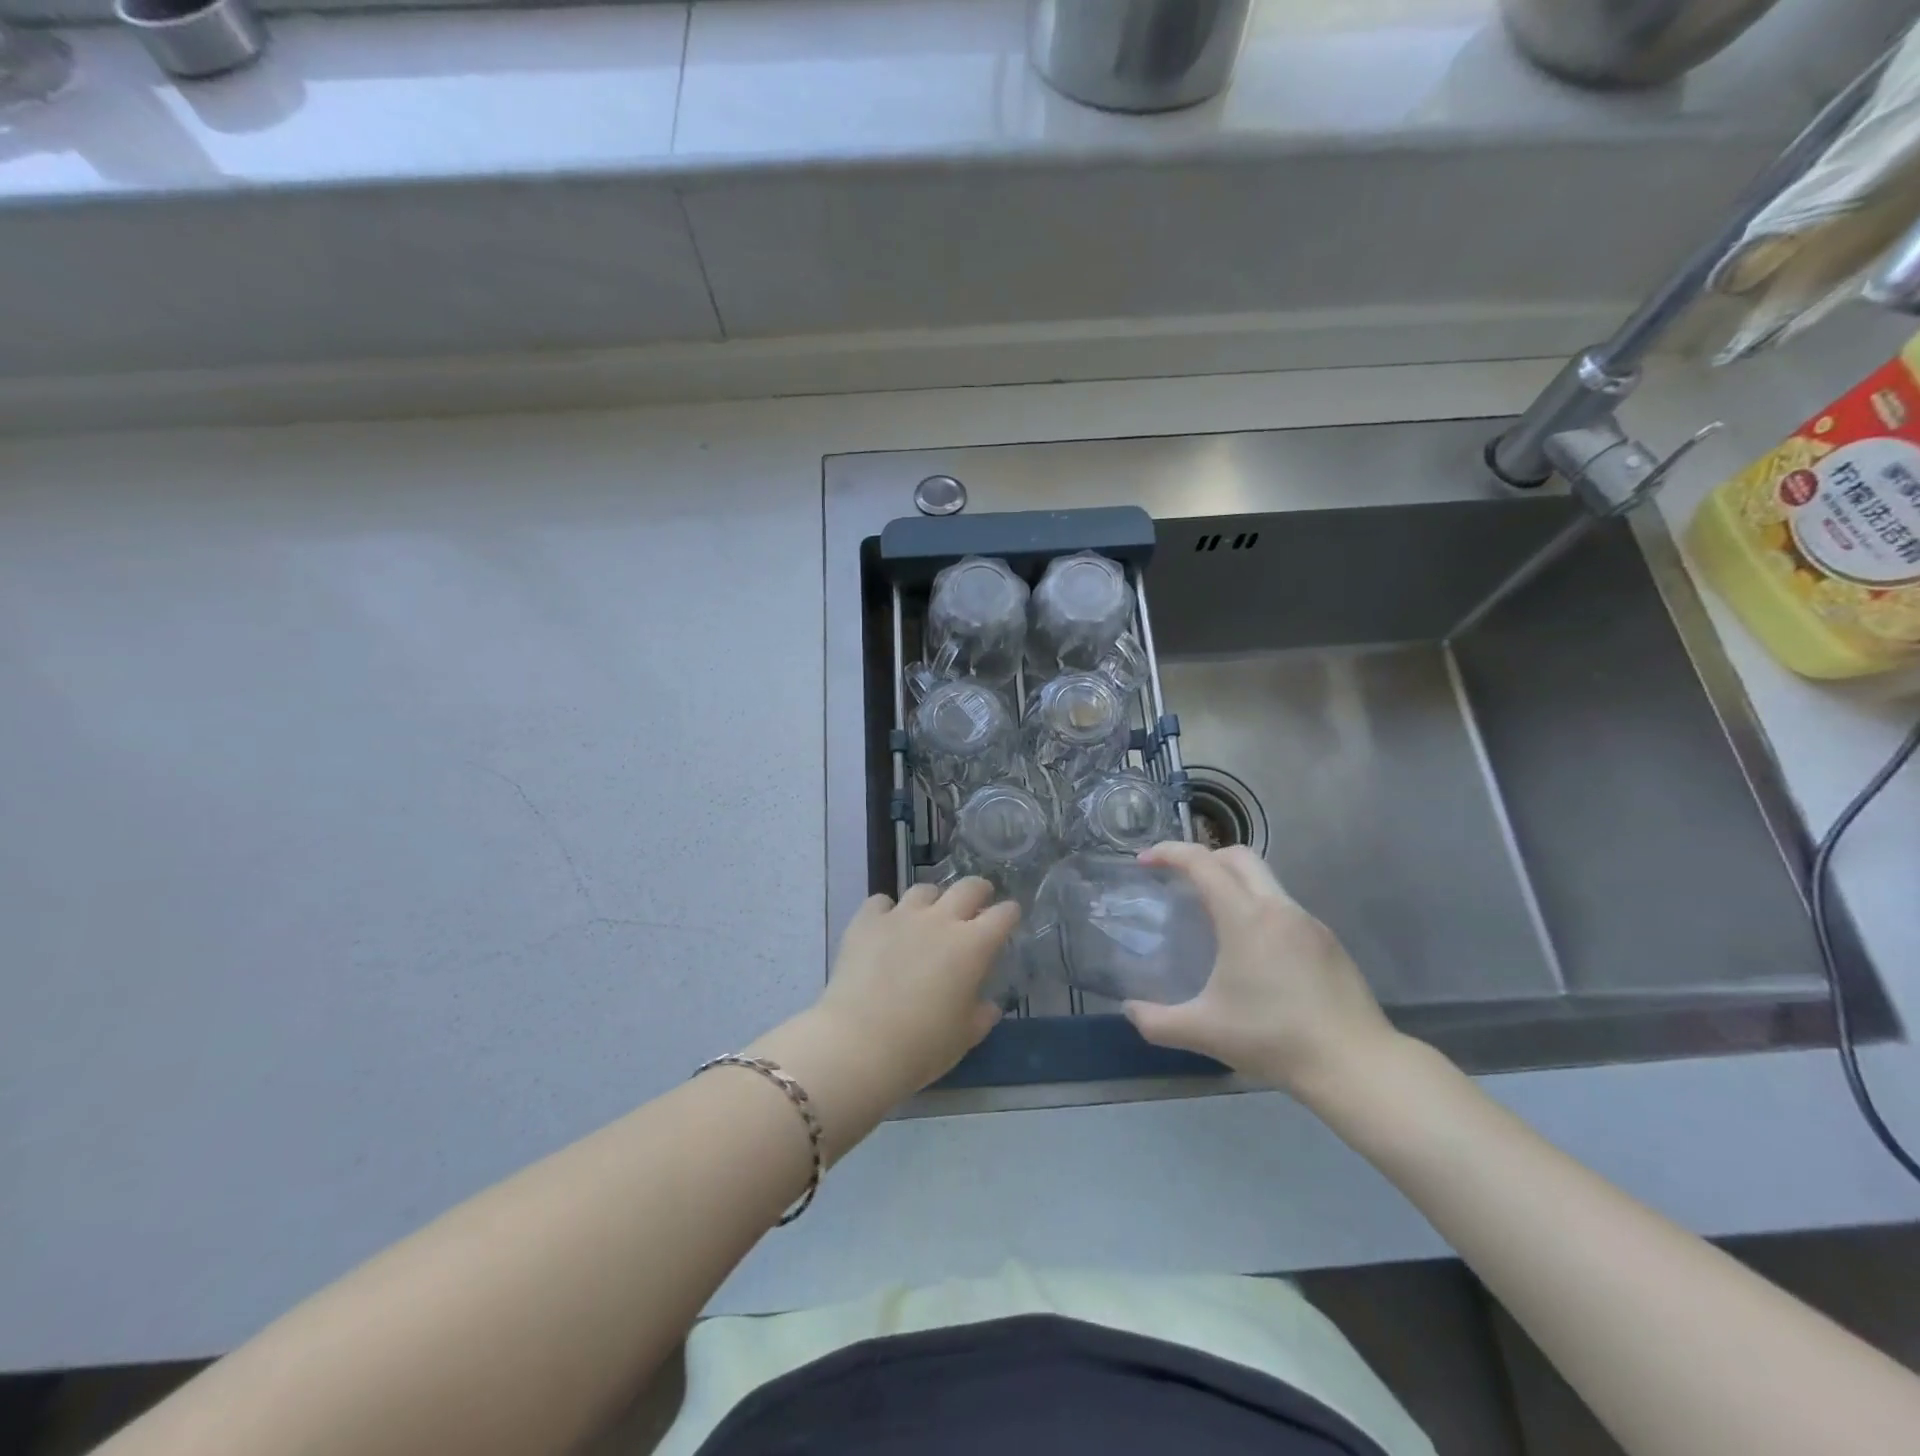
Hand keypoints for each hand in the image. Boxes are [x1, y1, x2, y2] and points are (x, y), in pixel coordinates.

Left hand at [814, 879, 1019, 1102]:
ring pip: (924, 890)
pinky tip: (884, 926)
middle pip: (968, 887)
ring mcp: (901, 916)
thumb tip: (988, 1005)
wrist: (859, 1044)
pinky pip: (881, 902)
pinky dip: (887, 911)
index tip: (1009, 916)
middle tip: (978, 900)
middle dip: (979, 890)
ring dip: (933, 900)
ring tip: (928, 915)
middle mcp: (940, 920)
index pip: (1003, 915)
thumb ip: (981, 1015)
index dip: (1009, 913)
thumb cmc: (922, 1046)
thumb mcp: (965, 1036)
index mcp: (973, 946)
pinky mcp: (866, 922)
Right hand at [1122, 842, 1399, 1098]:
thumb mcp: (1204, 1032)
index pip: (1202, 863)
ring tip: (1214, 919)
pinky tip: (1254, 952)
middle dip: (1205, 857)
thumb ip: (1157, 1022)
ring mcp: (1309, 923)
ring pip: (1266, 881)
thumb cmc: (1274, 1039)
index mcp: (1246, 917)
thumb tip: (1129, 1010)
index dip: (1170, 852)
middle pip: (1239, 857)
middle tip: (1180, 879)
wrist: (1356, 1064)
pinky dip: (1259, 910)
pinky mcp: (1329, 943)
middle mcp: (1279, 908)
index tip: (1146, 860)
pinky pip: (1285, 908)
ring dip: (1234, 884)